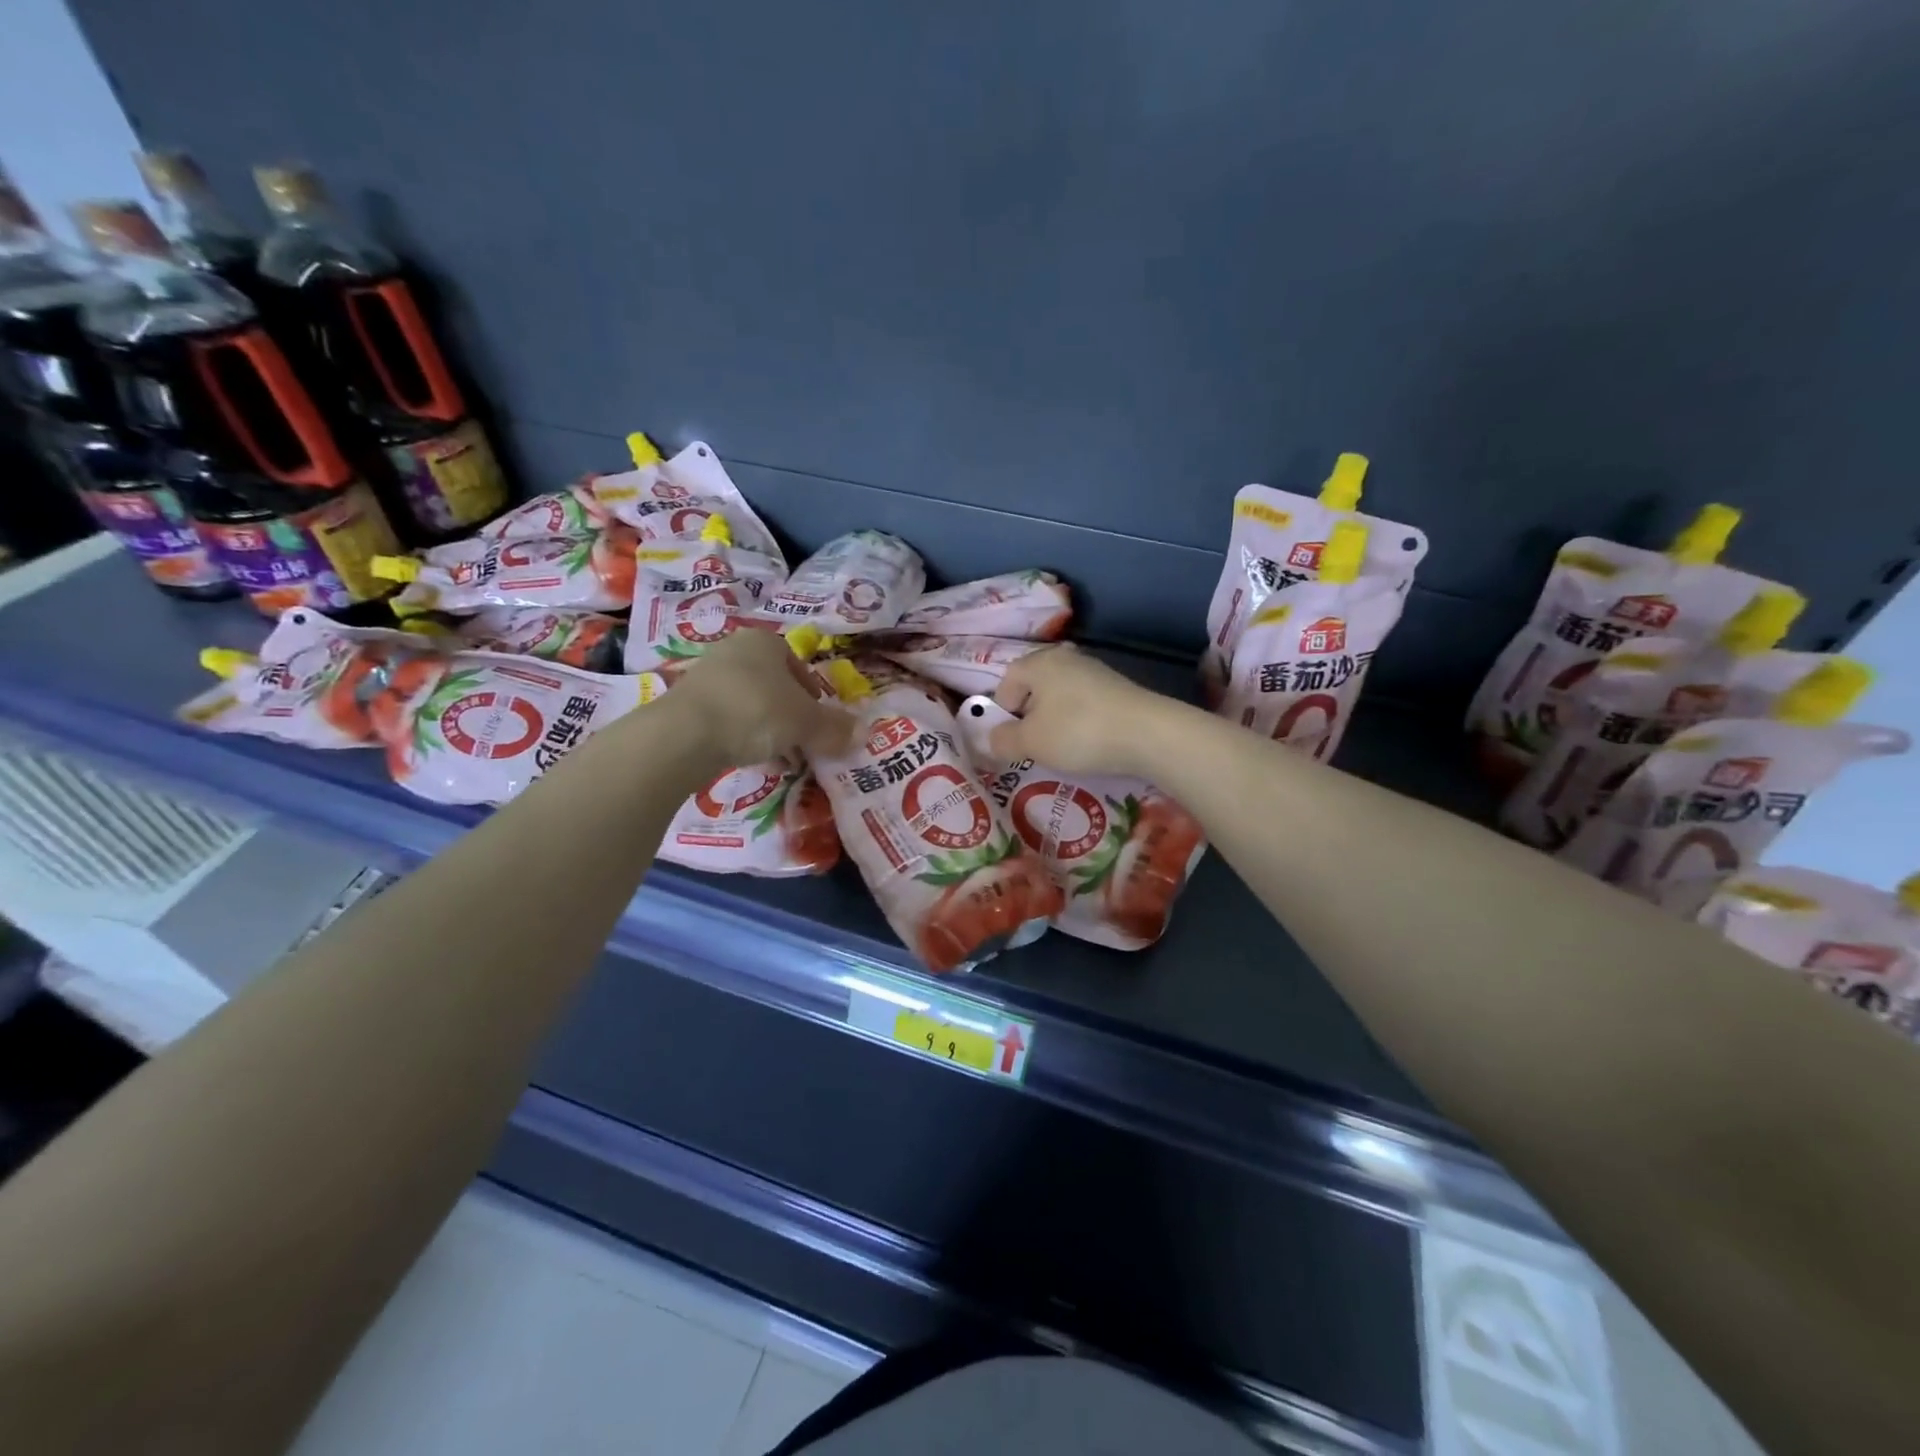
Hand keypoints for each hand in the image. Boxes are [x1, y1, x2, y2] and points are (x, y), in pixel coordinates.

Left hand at [670, 628, 853, 767]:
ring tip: (780, 759)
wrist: (684, 734)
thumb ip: (834, 727)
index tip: (819, 722)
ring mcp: (707, 677)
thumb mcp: (806, 722)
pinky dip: (742, 738)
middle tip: (803, 744)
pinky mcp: (687, 705)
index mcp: (765, 641)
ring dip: (769, 731)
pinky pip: (727, 720)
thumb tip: (863, 733)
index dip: (813, 695)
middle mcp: (734, 651)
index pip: (798, 664)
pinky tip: (751, 762)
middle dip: (792, 717)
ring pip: (751, 705)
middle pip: (774, 687)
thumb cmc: (756, 711)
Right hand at [989, 644, 1173, 777]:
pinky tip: (1088, 741)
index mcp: (1038, 662)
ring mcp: (1095, 670)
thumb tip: (992, 739)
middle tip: (1033, 743)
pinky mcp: (1118, 687)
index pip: (1007, 680)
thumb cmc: (1078, 732)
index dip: (1002, 710)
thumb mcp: (1031, 743)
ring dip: (1055, 718)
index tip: (1011, 738)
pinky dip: (1080, 720)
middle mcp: (1066, 657)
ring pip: (1061, 694)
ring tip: (1062, 746)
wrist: (1148, 734)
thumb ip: (1003, 740)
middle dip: (1030, 714)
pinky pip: (1085, 702)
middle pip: (1035, 685)